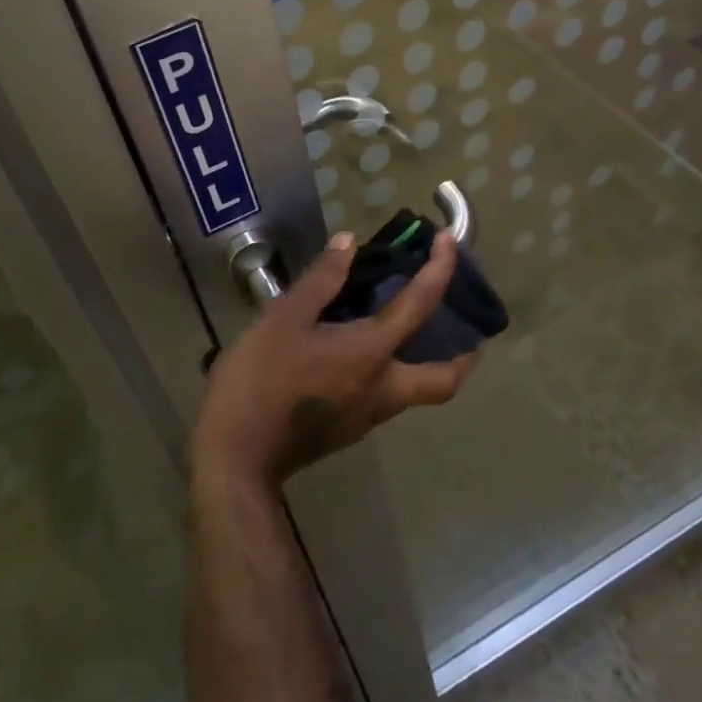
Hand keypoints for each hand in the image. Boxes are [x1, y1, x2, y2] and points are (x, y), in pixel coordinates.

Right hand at [192, 231, 480, 488]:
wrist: (236, 458)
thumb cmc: (261, 380)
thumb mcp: (284, 318)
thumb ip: (321, 279)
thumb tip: (349, 243)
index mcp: (371, 354)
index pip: (420, 306)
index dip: (440, 270)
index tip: (448, 242)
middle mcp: (383, 389)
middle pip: (444, 380)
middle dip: (464, 354)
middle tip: (462, 325)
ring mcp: (367, 416)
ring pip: (416, 391)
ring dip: (426, 361)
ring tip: (406, 328)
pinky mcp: (348, 430)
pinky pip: (386, 396)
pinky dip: (392, 371)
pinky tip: (360, 353)